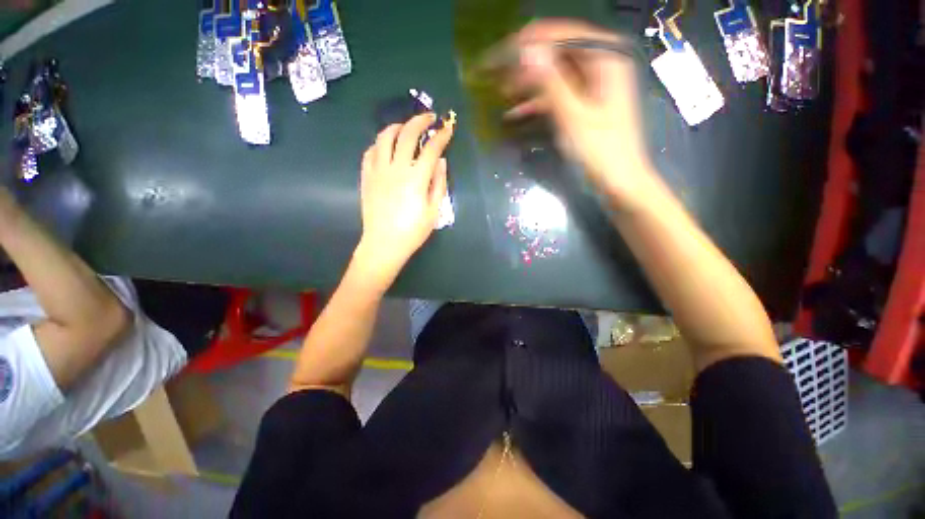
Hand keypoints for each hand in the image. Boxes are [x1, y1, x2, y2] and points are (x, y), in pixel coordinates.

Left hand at [355, 112, 454, 287]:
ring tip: (406, 128)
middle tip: (429, 118)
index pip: (431, 149)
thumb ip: (438, 184)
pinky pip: (370, 151)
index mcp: (416, 178)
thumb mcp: (433, 211)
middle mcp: (396, 168)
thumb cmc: (412, 231)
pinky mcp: (366, 176)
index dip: (441, 136)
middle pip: (407, 134)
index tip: (448, 128)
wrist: (384, 244)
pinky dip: (380, 143)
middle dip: (420, 121)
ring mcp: (378, 170)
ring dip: (397, 126)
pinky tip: (387, 146)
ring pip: (384, 137)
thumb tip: (441, 161)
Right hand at [507, 19, 658, 209]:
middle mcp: (601, 64)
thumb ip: (551, 83)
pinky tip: (515, 113)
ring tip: (502, 92)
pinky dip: (538, 103)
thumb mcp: (573, 116)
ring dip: (528, 84)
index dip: (532, 40)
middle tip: (498, 74)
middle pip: (558, 53)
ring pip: (554, 75)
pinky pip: (558, 95)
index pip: (564, 34)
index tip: (502, 50)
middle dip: (527, 64)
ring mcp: (592, 85)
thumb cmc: (600, 151)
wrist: (619, 181)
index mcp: (606, 58)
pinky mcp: (585, 103)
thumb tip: (526, 51)